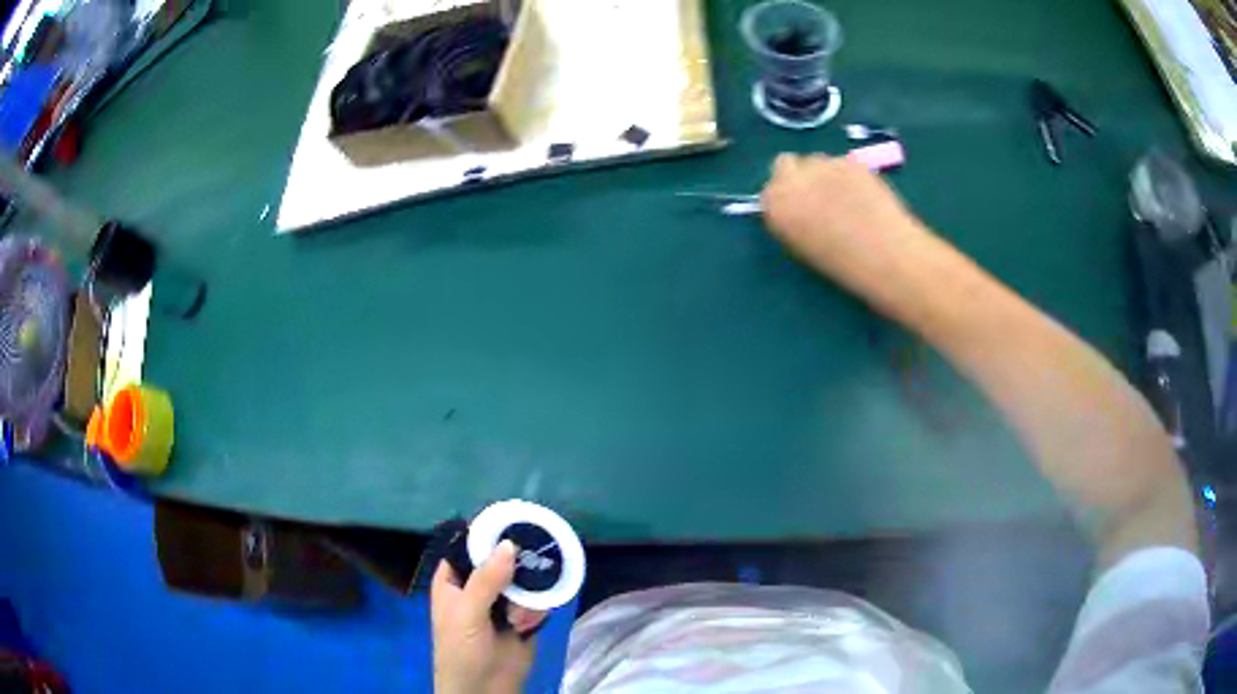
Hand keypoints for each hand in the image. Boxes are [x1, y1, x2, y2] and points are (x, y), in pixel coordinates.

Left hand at [431, 540, 547, 693]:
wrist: (484, 691)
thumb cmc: (461, 651)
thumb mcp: (467, 613)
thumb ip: (486, 580)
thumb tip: (508, 544)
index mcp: (454, 580)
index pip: (468, 547)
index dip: (487, 535)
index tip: (511, 524)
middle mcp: (478, 586)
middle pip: (502, 561)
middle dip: (516, 568)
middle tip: (528, 569)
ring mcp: (502, 603)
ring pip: (523, 581)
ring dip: (526, 597)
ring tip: (518, 618)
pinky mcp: (524, 619)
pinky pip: (537, 602)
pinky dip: (536, 611)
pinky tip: (527, 626)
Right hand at [760, 154, 923, 283]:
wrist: (886, 256)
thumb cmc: (844, 265)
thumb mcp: (804, 247)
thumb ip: (792, 220)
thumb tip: (797, 207)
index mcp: (776, 207)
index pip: (769, 191)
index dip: (785, 197)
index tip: (799, 208)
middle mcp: (792, 180)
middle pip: (785, 164)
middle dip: (798, 175)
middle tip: (819, 194)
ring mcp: (822, 165)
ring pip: (816, 160)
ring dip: (825, 173)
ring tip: (847, 197)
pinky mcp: (849, 160)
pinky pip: (842, 162)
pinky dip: (849, 174)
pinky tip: (864, 194)